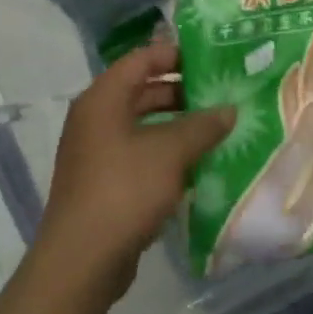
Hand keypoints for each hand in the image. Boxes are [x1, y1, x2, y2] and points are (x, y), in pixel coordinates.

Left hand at [30, 43, 233, 306]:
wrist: (83, 258)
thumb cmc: (124, 191)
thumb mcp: (170, 153)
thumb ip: (202, 126)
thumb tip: (229, 110)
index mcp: (102, 100)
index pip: (140, 60)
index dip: (175, 54)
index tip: (212, 58)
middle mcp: (95, 119)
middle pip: (142, 92)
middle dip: (182, 92)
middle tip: (222, 95)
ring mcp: (97, 153)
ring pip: (143, 126)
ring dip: (177, 126)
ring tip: (217, 129)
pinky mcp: (104, 182)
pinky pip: (140, 155)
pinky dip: (166, 154)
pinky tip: (198, 164)